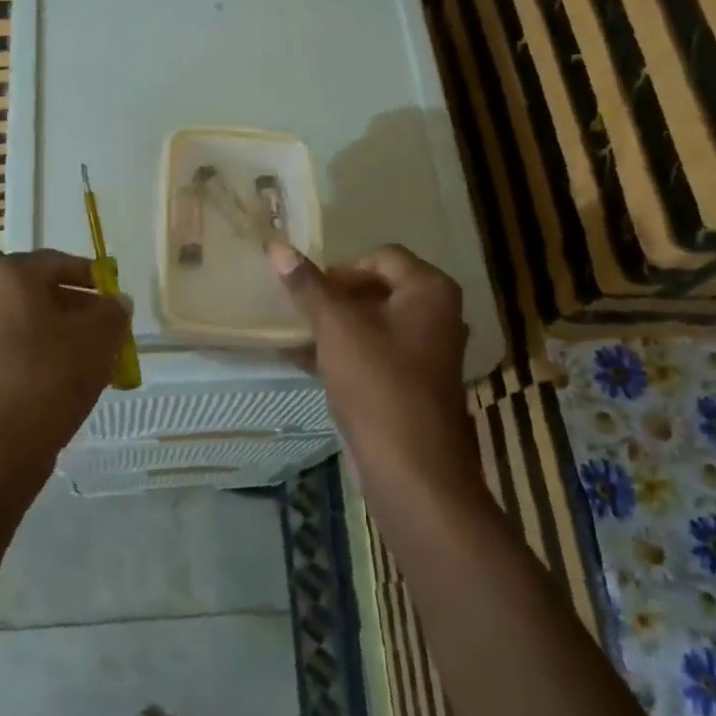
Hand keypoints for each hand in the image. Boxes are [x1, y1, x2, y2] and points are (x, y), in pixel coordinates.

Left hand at [0, 249, 130, 472]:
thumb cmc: (50, 377)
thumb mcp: (98, 338)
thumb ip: (113, 312)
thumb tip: (117, 303)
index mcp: (12, 277)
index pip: (59, 262)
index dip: (92, 276)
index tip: (115, 297)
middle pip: (46, 293)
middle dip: (83, 310)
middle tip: (113, 331)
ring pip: (37, 325)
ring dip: (70, 337)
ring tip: (101, 361)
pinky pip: (24, 351)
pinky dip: (50, 358)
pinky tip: (75, 383)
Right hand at [269, 242, 476, 486]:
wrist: (413, 469)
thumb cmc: (378, 384)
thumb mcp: (336, 328)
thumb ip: (307, 286)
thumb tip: (276, 246)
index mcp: (429, 290)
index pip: (380, 256)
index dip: (340, 268)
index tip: (307, 288)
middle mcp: (439, 314)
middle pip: (379, 288)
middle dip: (335, 297)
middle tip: (301, 310)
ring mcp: (431, 352)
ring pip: (376, 323)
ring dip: (337, 326)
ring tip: (298, 336)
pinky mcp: (417, 383)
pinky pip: (378, 353)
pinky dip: (347, 352)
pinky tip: (309, 362)